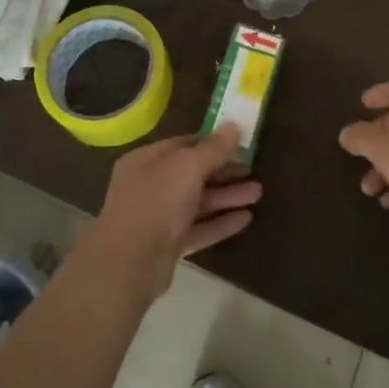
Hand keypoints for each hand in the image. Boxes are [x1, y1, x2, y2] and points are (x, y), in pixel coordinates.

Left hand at [81, 125, 260, 305]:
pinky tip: (246, 219)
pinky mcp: (168, 245)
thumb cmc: (157, 201)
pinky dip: (220, 223)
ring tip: (258, 193)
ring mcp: (158, 217)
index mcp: (146, 160)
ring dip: (227, 197)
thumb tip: (234, 125)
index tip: (238, 142)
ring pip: (198, 202)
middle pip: (192, 174)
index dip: (211, 142)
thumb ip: (214, 148)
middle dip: (224, 172)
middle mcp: (150, 185)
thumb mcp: (188, 166)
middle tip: (253, 169)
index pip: (182, 145)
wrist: (131, 262)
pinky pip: (199, 229)